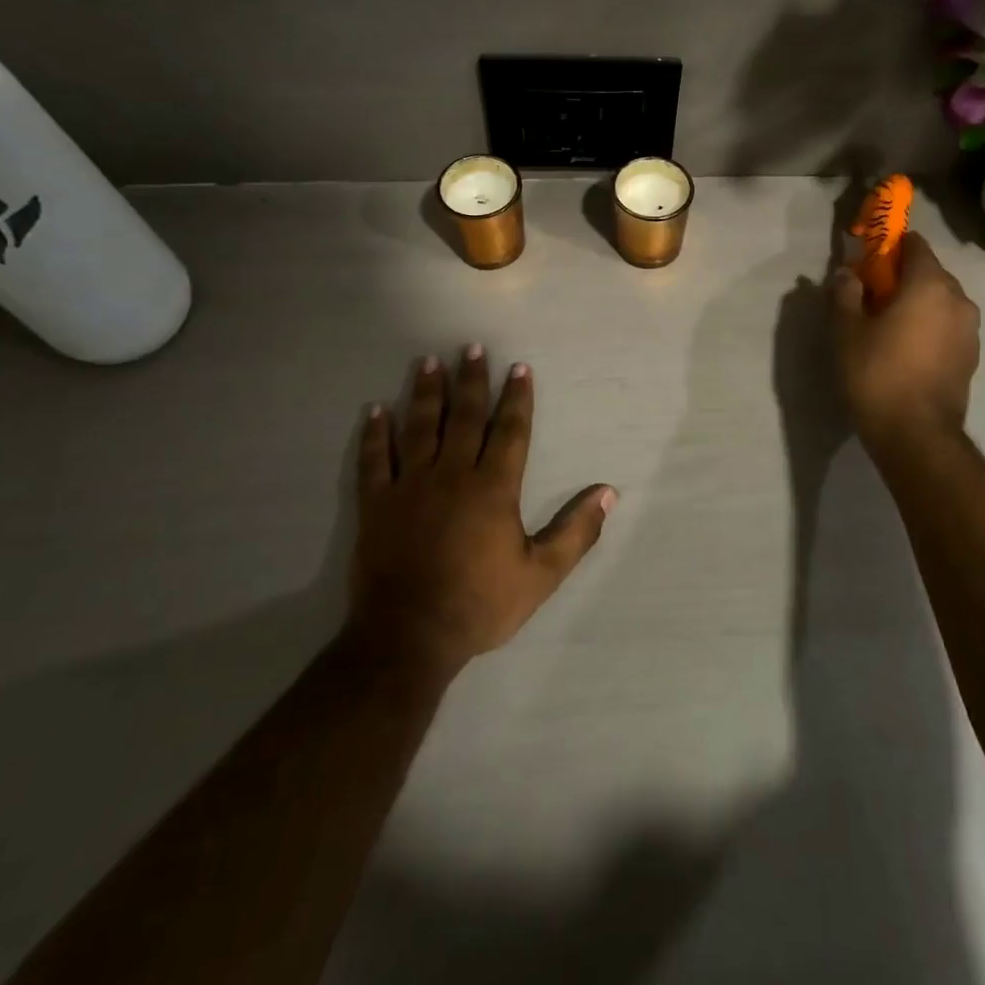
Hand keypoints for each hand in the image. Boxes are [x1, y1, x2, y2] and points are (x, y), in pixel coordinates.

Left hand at [349, 347, 615, 681]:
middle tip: (471, 348)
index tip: (519, 367)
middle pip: (465, 417)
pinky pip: (375, 459)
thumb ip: (577, 532)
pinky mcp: (378, 504)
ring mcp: (411, 486)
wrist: (409, 636)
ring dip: (426, 392)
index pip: (510, 430)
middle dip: (471, 380)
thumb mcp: (541, 574)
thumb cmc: (480, 604)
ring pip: (420, 427)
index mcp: (494, 487)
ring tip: (428, 362)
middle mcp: (453, 474)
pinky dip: (375, 433)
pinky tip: (375, 410)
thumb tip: (609, 493)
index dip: (517, 398)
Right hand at [830, 232, 980, 450]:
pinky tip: (906, 350)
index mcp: (930, 284)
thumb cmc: (877, 373)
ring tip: (887, 327)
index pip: (914, 245)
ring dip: (917, 304)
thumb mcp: (847, 331)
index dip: (889, 248)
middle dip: (902, 278)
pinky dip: (929, 327)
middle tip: (871, 297)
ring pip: (940, 302)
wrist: (916, 434)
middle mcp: (958, 299)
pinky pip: (947, 327)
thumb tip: (846, 273)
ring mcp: (970, 330)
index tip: (867, 262)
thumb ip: (845, 293)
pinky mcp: (971, 357)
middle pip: (929, 273)